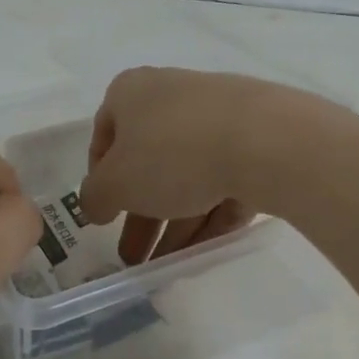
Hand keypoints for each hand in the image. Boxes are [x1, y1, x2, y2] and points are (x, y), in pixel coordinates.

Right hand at [79, 67, 322, 264]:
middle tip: (134, 256)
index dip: (100, 179)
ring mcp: (216, 114)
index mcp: (131, 92)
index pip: (104, 135)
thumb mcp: (117, 183)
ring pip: (186, 174)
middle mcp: (171, 95)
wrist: (265, 140)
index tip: (104, 215)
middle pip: (148, 161)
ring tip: (167, 266)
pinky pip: (222, 178)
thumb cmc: (173, 153)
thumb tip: (94, 203)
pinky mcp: (253, 137)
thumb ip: (95, 196)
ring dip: (173, 222)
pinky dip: (209, 213)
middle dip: (139, 214)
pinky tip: (203, 250)